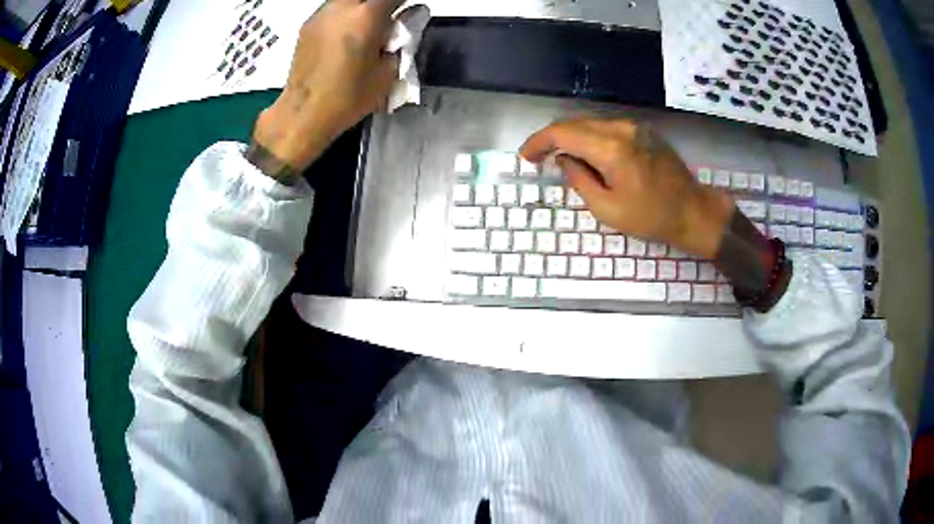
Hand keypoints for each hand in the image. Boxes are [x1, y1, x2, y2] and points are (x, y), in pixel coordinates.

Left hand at [249, 0, 404, 179]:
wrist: (303, 114)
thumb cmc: (348, 98)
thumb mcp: (387, 73)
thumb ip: (402, 40)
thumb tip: (412, 18)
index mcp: (366, 17)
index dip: (403, 2)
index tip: (408, 11)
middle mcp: (341, 8)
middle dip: (381, 2)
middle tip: (387, 19)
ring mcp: (321, 14)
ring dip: (361, 6)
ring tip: (366, 25)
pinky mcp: (307, 25)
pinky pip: (333, 8)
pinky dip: (345, 13)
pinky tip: (346, 33)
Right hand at [520, 118, 734, 258]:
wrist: (693, 211)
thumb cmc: (651, 217)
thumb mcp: (608, 209)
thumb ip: (579, 180)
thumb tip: (563, 160)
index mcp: (611, 148)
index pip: (563, 132)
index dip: (538, 142)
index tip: (526, 157)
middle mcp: (621, 128)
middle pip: (574, 122)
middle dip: (552, 138)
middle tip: (539, 158)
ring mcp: (634, 126)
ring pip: (590, 122)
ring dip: (571, 136)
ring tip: (562, 158)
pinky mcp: (643, 130)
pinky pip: (607, 126)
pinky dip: (590, 137)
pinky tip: (588, 155)